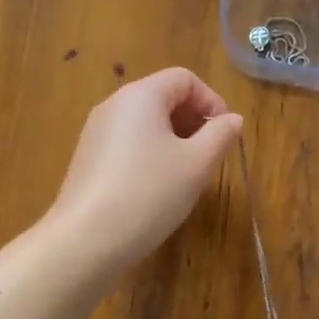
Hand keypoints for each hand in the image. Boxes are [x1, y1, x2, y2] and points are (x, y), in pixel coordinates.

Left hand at [45, 68, 242, 277]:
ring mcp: (95, 132)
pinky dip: (150, 155)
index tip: (225, 135)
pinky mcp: (87, 159)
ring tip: (186, 175)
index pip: (184, 79)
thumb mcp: (196, 164)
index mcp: (140, 96)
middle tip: (209, 156)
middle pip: (163, 97)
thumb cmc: (149, 193)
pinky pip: (127, 144)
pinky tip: (156, 189)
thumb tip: (233, 119)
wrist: (85, 240)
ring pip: (145, 123)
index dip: (211, 101)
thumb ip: (220, 135)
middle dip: (193, 121)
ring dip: (173, 140)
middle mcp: (114, 105)